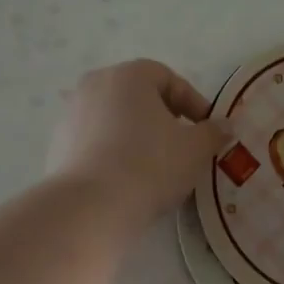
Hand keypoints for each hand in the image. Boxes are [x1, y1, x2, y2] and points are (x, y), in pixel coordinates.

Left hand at [48, 60, 229, 227]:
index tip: (207, 129)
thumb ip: (213, 133)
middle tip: (182, 144)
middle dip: (163, 117)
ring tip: (155, 165)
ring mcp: (71, 114)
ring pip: (115, 119)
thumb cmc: (150, 166)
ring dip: (137, 135)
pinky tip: (127, 179)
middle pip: (138, 96)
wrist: (91, 207)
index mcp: (128, 76)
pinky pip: (95, 141)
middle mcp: (95, 85)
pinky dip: (114, 152)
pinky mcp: (58, 145)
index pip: (168, 78)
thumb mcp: (195, 150)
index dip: (193, 102)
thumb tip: (225, 125)